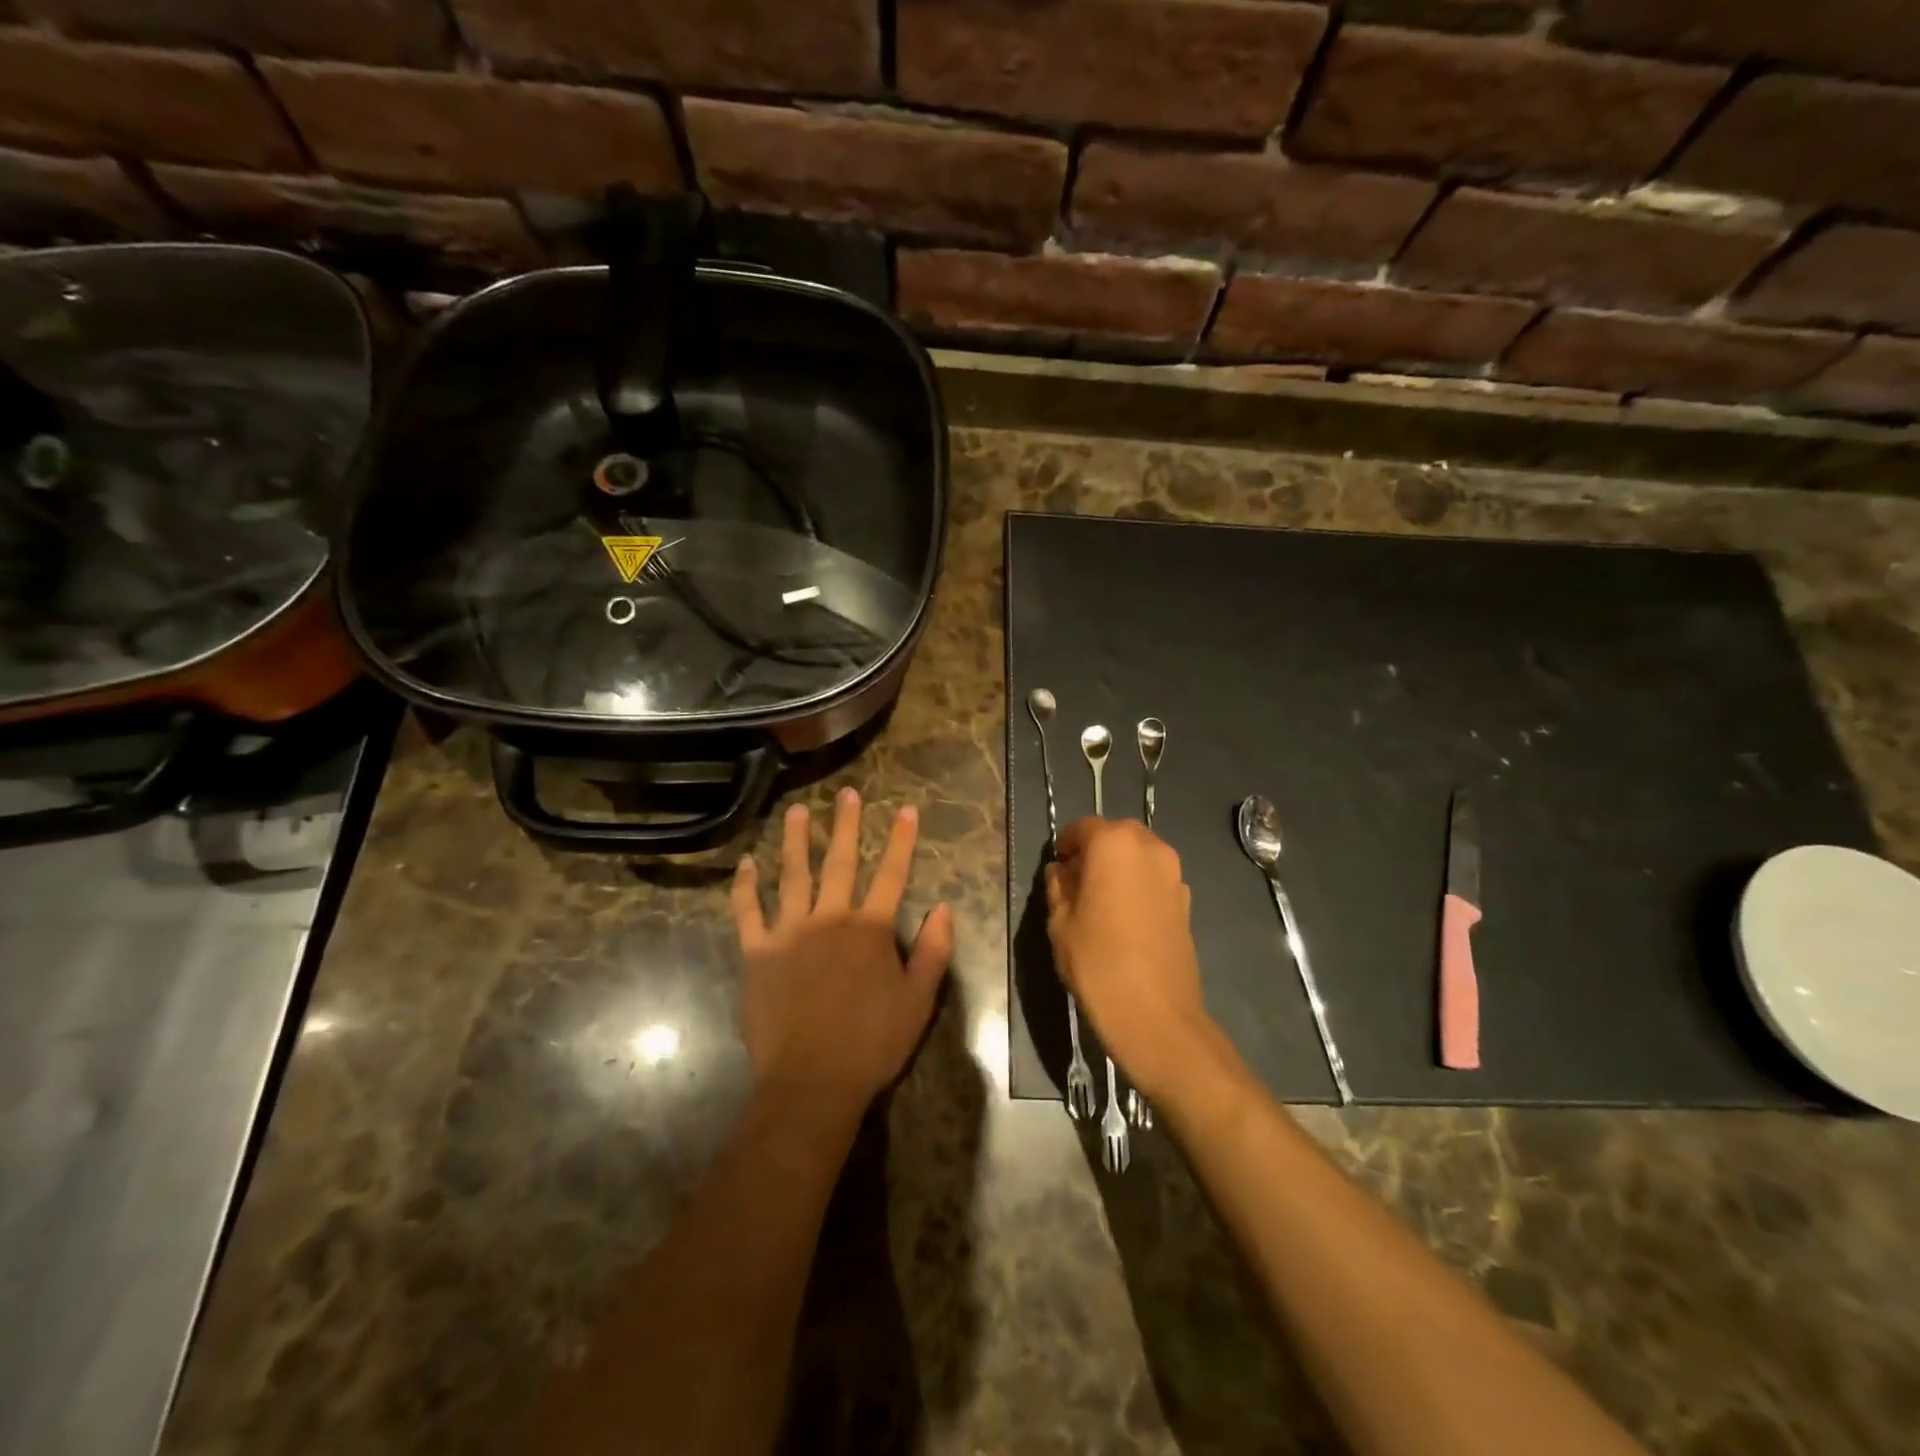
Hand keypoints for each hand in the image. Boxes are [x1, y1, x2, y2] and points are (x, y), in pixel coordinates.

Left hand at [732, 788, 952, 1116]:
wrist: (811, 1082)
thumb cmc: (871, 1044)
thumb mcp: (919, 1001)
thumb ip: (933, 951)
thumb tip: (943, 907)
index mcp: (870, 930)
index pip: (891, 874)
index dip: (901, 840)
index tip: (906, 809)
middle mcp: (829, 919)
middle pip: (839, 862)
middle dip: (845, 825)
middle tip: (846, 793)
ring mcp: (789, 933)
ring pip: (792, 876)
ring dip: (795, 841)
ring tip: (796, 811)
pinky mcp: (756, 953)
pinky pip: (747, 912)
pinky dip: (745, 887)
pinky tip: (746, 863)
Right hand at [1046, 817, 1227, 1100]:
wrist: (1157, 1015)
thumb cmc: (1098, 963)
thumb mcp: (1061, 923)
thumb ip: (1058, 887)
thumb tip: (1062, 871)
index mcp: (1114, 844)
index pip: (1083, 828)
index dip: (1066, 844)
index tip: (1057, 866)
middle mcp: (1150, 848)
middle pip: (1116, 836)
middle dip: (1095, 851)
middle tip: (1076, 882)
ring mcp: (1173, 874)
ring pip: (1138, 856)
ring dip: (1119, 867)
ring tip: (1100, 901)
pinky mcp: (1186, 901)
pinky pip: (1155, 879)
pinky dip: (1138, 886)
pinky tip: (1124, 919)